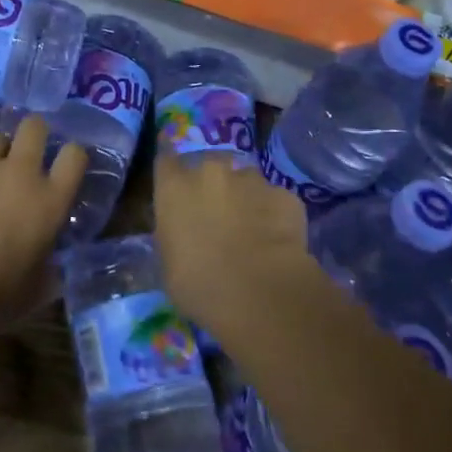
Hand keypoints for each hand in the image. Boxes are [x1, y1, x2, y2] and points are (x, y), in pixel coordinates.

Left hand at [0, 115, 86, 335]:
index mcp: (50, 200)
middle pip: (35, 127)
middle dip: (33, 133)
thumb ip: (50, 268)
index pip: (75, 155)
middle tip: (27, 150)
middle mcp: (21, 172)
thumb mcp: (38, 288)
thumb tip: (53, 268)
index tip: (66, 163)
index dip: (72, 154)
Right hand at [154, 151, 309, 327]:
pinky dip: (274, 214)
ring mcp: (251, 180)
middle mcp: (211, 172)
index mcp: (175, 187)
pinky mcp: (285, 195)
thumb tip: (181, 233)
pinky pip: (275, 200)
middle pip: (210, 165)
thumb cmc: (198, 285)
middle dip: (213, 183)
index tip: (175, 179)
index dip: (172, 168)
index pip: (166, 159)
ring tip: (252, 228)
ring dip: (246, 196)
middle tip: (218, 213)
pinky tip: (277, 240)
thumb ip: (174, 235)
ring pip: (246, 180)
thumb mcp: (168, 264)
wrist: (259, 292)